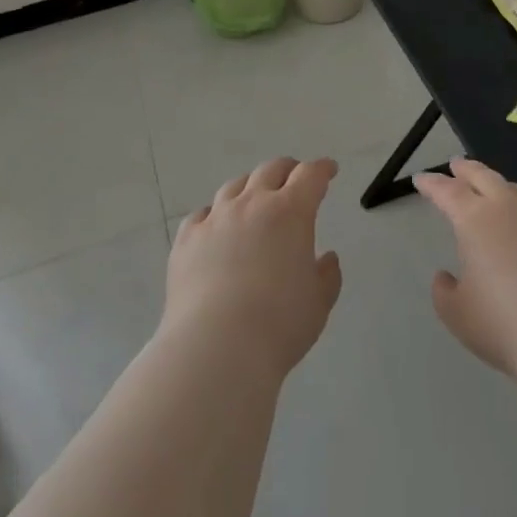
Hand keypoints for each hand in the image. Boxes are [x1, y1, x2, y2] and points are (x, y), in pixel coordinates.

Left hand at [162, 157, 342, 378]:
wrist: (216, 348)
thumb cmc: (279, 324)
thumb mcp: (318, 303)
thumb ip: (327, 276)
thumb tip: (326, 259)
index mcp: (291, 212)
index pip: (310, 175)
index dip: (322, 169)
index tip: (329, 170)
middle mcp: (252, 203)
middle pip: (271, 170)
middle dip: (287, 170)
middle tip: (294, 179)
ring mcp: (216, 218)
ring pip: (235, 187)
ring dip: (250, 188)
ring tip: (253, 200)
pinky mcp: (187, 239)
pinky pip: (202, 215)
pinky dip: (214, 216)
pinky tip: (215, 228)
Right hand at [413, 158, 516, 375]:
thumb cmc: (505, 323)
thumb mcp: (458, 315)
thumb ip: (444, 292)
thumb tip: (445, 276)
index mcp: (473, 219)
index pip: (446, 191)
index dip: (431, 183)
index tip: (420, 179)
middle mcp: (506, 206)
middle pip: (482, 176)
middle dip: (466, 169)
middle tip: (456, 165)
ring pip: (515, 188)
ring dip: (499, 186)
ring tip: (494, 189)